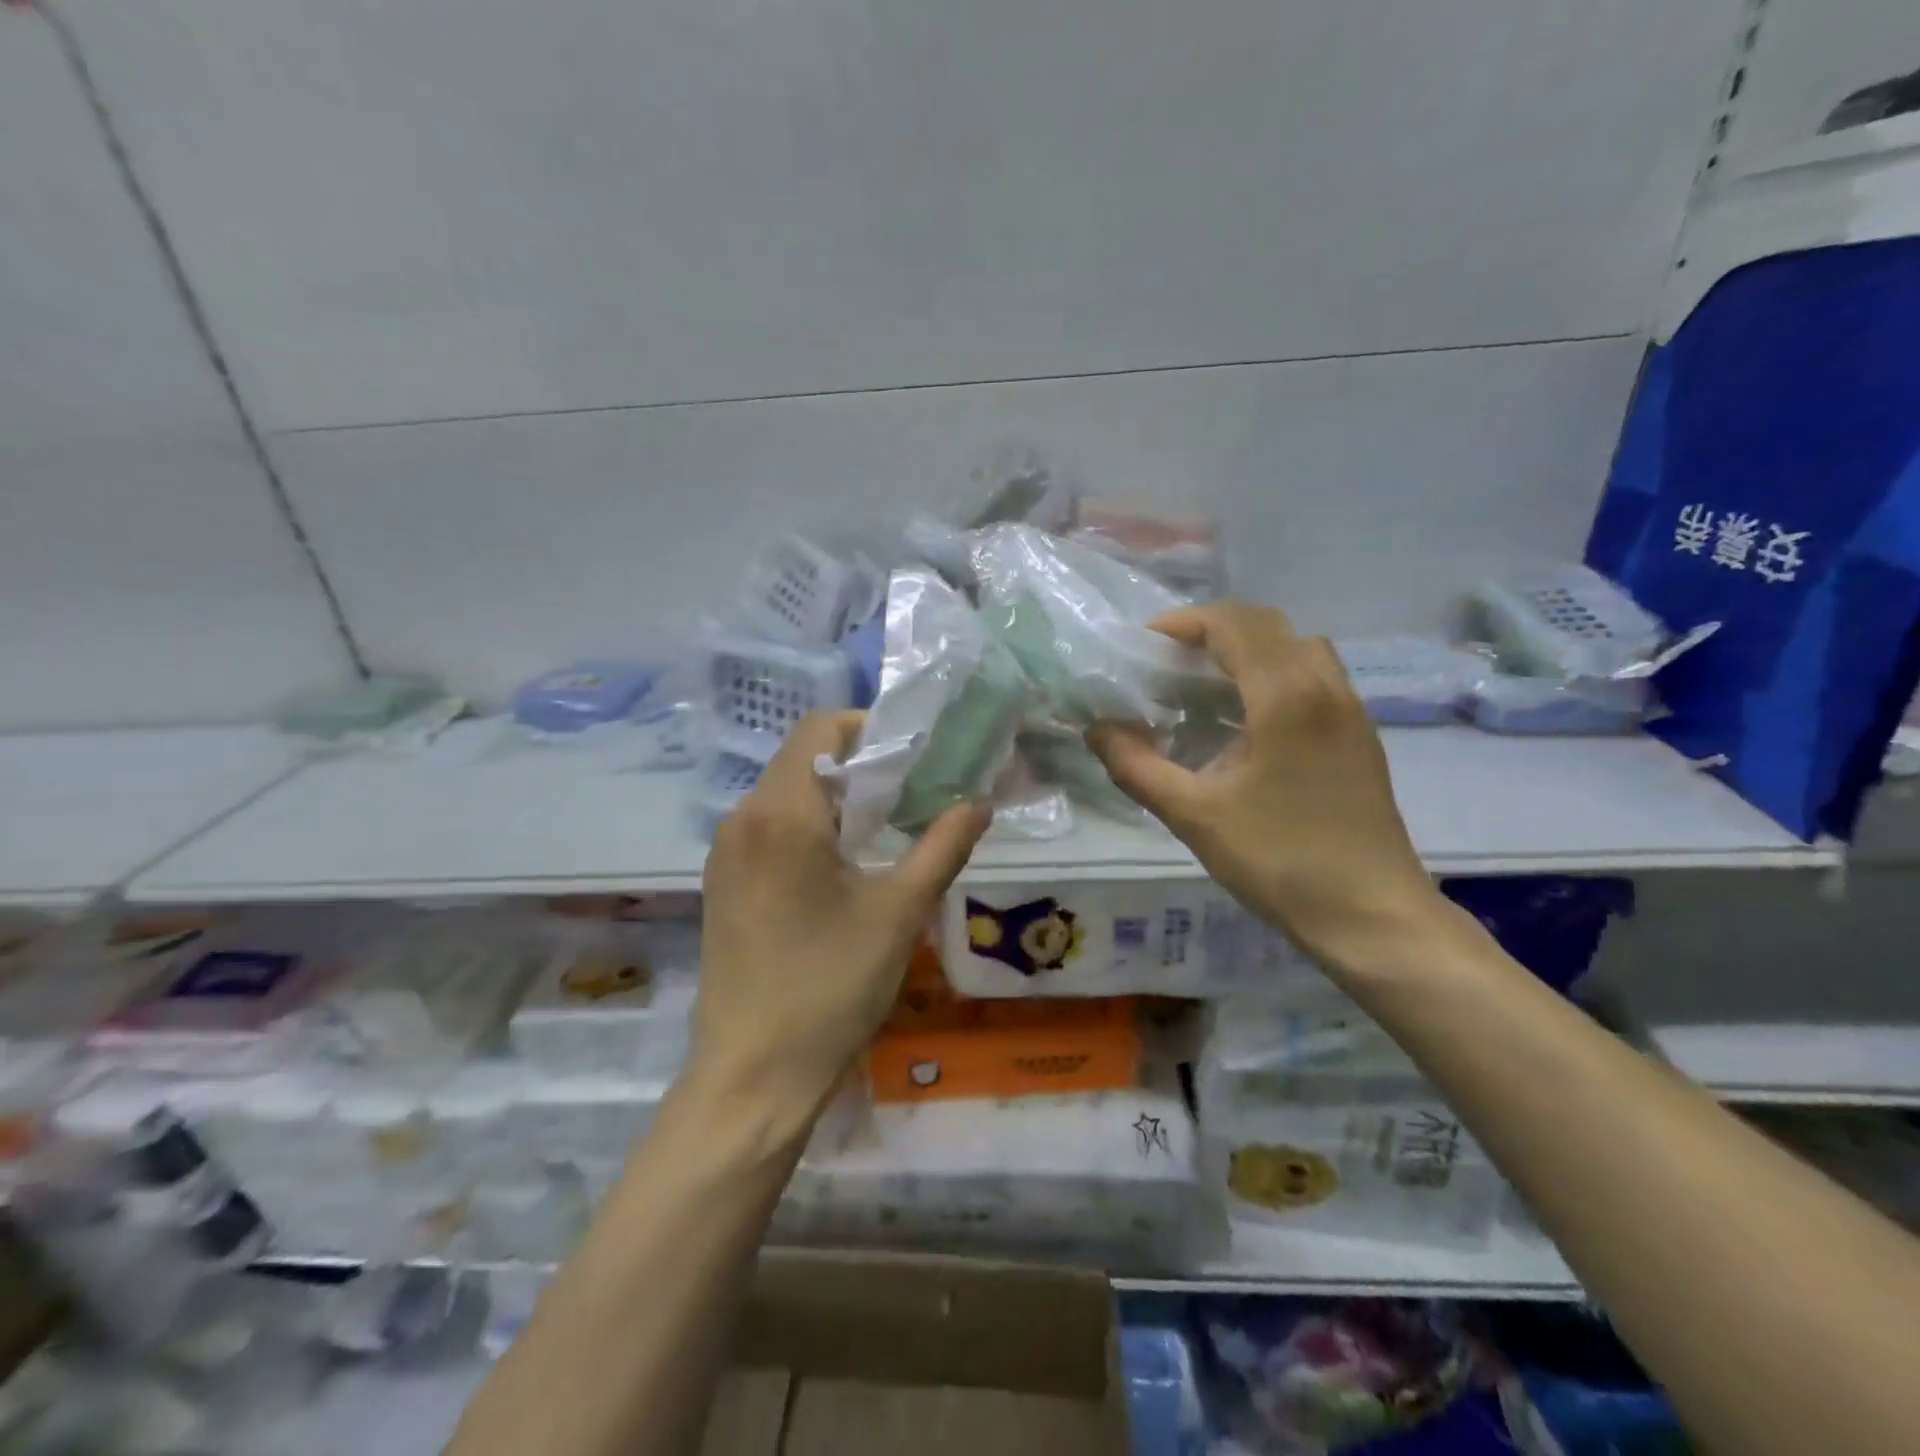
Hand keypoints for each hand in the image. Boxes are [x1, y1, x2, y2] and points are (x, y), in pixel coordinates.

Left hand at [694, 711, 991, 1113]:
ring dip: (837, 798)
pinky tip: (841, 869)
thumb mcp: (899, 912)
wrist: (753, 1076)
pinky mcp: (723, 883)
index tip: (914, 760)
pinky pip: (769, 828)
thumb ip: (943, 846)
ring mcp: (726, 852)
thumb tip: (980, 801)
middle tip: (911, 798)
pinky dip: (810, 827)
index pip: (820, 727)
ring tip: (884, 834)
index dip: (870, 728)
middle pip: (803, 758)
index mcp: (781, 813)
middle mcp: (743, 818)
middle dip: (861, 766)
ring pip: (786, 794)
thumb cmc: (830, 987)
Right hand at [1087, 602, 1443, 978]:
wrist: (1371, 916)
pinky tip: (1246, 722)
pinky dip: (1274, 673)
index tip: (1143, 647)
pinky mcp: (1360, 734)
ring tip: (1205, 687)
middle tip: (1167, 664)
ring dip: (1247, 650)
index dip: (1182, 624)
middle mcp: (1325, 686)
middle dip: (1210, 632)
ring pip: (1297, 645)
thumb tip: (1096, 730)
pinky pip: (1315, 675)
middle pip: (1266, 624)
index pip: (1233, 624)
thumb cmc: (1280, 861)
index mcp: (1286, 696)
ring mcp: (1351, 709)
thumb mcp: (1194, 815)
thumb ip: (1137, 766)